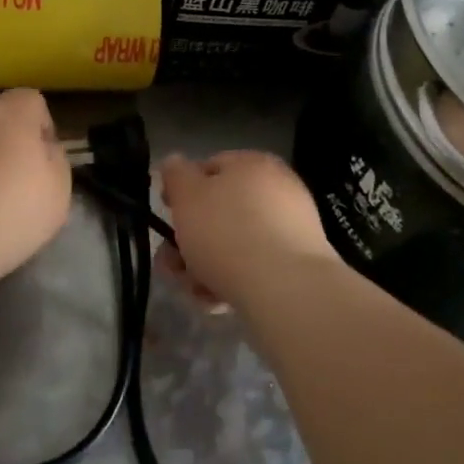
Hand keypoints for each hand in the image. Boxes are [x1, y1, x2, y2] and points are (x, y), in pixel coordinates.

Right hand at [156, 151, 342, 309]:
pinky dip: (232, 281)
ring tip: (193, 290)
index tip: (167, 216)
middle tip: (172, 264)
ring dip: (205, 266)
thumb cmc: (227, 232)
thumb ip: (176, 175)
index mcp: (253, 164)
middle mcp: (277, 189)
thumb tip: (175, 162)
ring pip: (234, 244)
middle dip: (190, 240)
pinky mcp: (296, 265)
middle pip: (220, 212)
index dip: (182, 190)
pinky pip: (254, 267)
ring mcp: (290, 228)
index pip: (210, 167)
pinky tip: (217, 302)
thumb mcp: (187, 195)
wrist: (285, 288)